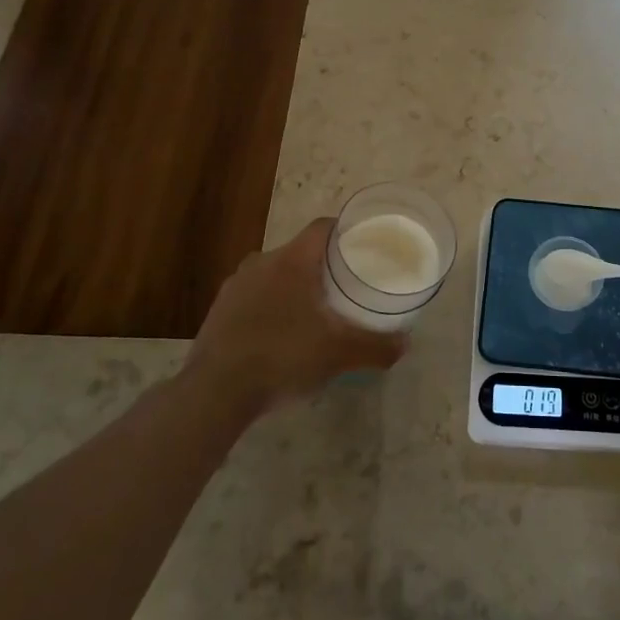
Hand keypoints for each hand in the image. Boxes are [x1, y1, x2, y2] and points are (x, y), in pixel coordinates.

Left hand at [185, 218, 406, 413]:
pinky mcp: (219, 310)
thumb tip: (405, 344)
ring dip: (293, 286)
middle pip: (300, 251)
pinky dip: (270, 306)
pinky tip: (280, 334)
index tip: (362, 245)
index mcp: (293, 260)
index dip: (345, 231)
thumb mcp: (338, 354)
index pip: (323, 227)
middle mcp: (262, 262)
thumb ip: (375, 346)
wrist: (215, 392)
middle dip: (322, 265)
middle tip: (344, 285)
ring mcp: (236, 285)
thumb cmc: (283, 357)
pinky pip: (254, 296)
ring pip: (274, 274)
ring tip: (314, 311)